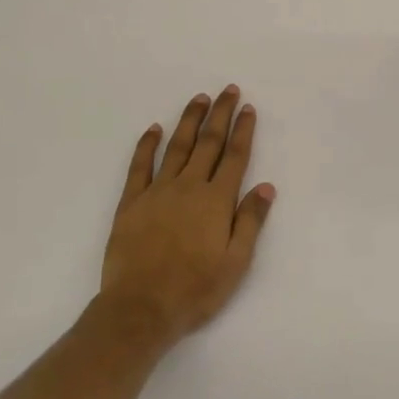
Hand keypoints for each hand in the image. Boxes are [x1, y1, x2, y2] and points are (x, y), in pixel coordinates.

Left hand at [97, 86, 274, 347]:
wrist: (140, 309)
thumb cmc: (195, 289)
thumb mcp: (236, 262)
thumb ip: (251, 221)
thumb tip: (266, 186)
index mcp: (216, 201)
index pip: (234, 156)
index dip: (242, 130)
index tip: (247, 108)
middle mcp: (189, 187)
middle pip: (208, 143)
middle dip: (220, 114)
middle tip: (227, 90)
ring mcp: (157, 192)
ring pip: (177, 147)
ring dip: (189, 121)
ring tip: (199, 98)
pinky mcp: (131, 203)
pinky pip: (140, 166)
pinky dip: (147, 145)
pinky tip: (154, 129)